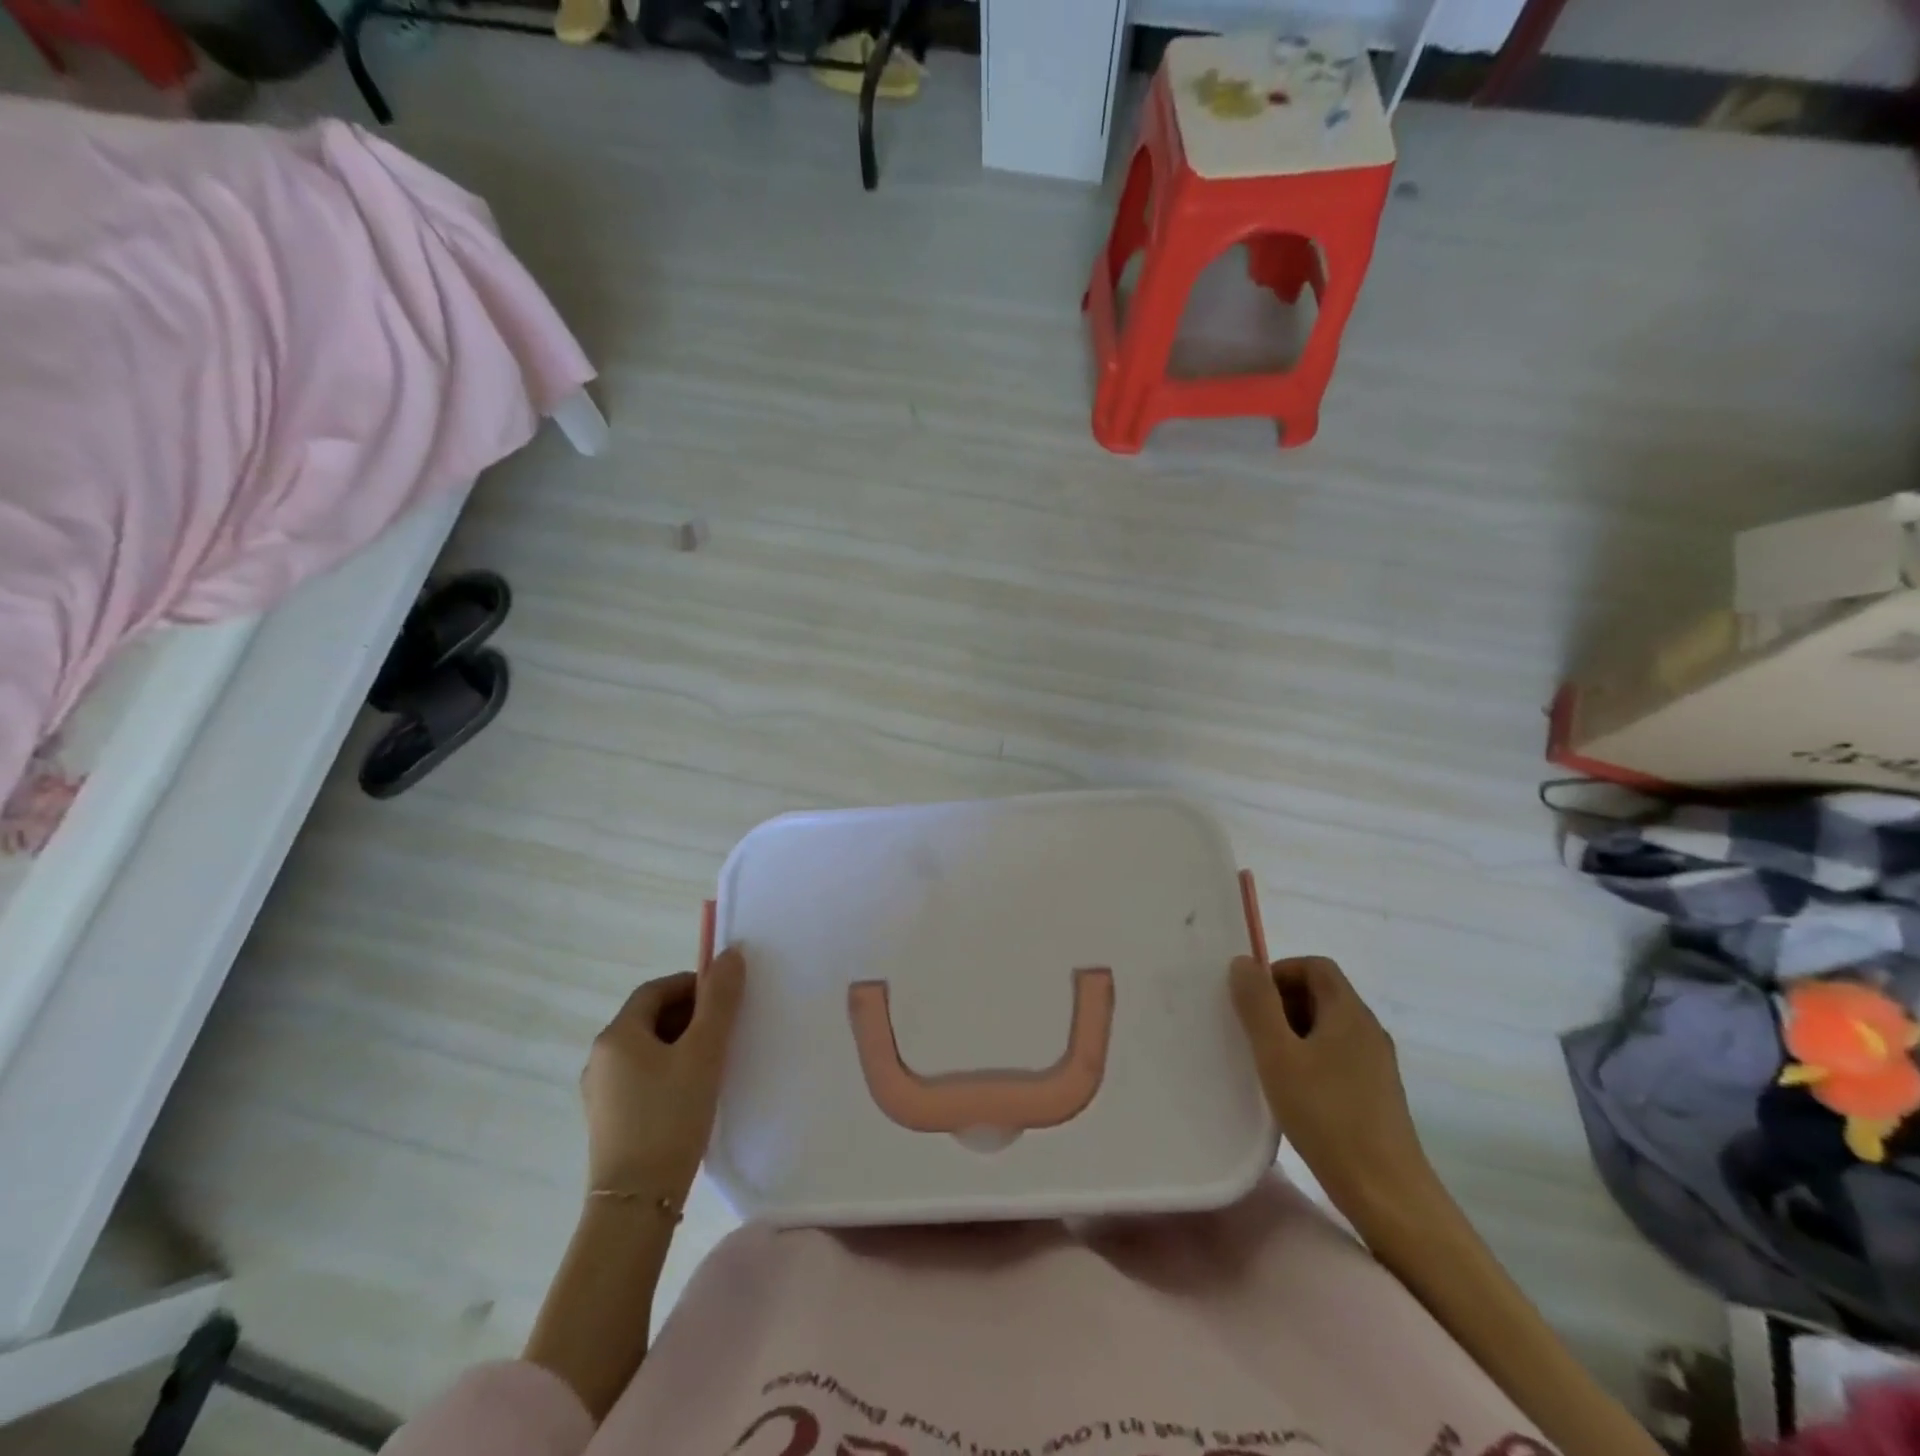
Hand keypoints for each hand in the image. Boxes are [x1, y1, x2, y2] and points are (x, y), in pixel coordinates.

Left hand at [580, 947, 745, 1205]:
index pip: (656, 990)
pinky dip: (668, 1070)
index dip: (693, 984)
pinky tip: (692, 1091)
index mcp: (617, 1035)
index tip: (725, 997)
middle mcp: (600, 1057)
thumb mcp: (704, 1053)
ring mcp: (600, 1092)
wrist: (635, 1204)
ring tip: (715, 1060)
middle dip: (690, 1014)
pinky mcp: (608, 1119)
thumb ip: (720, 1001)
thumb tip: (730, 954)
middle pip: (649, 1017)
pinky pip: (641, 1077)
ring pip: (646, 1049)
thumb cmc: (670, 1117)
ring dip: (680, 1043)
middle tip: (726, 1028)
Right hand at [1230, 954, 1435, 1225]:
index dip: (1279, 972)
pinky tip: (1291, 1091)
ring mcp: (1376, 1063)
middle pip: (1321, 993)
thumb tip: (1243, 962)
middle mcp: (1367, 1029)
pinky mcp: (1376, 1092)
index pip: (1315, 966)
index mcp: (1349, 1012)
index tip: (1252, 1001)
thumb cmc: (1327, 1115)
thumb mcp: (1278, 1055)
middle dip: (1281, 1003)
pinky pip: (1336, 1056)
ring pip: (1327, 1027)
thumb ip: (1257, 1004)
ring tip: (1266, 1062)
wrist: (1386, 1193)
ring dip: (1292, 1032)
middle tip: (1252, 1032)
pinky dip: (1309, 1058)